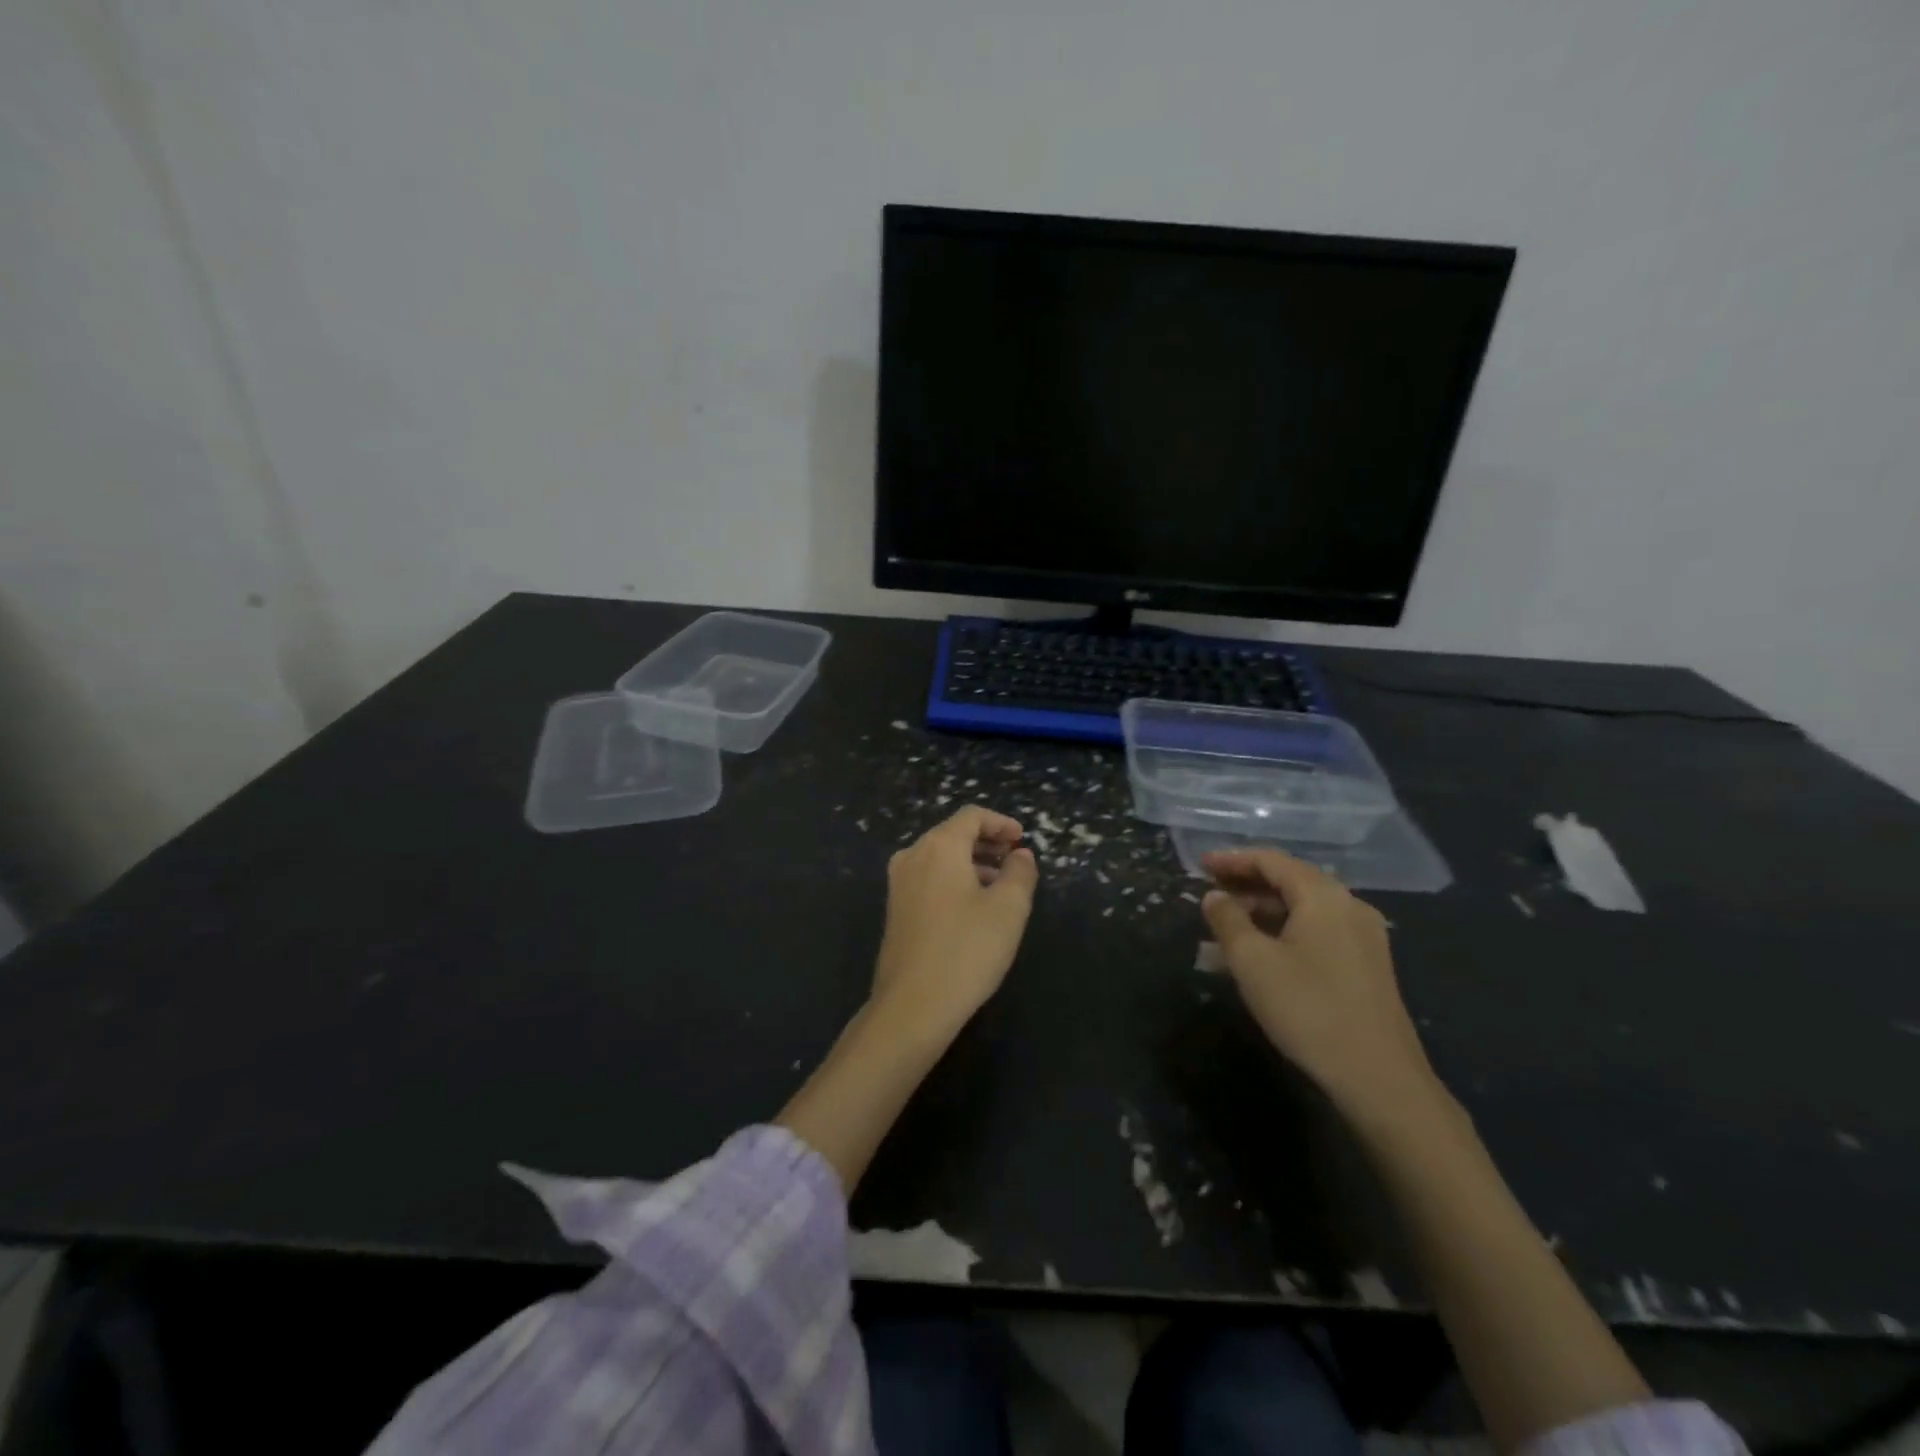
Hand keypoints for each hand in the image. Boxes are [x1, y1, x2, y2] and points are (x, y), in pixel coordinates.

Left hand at [872, 805, 1037, 1034]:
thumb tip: (1020, 854)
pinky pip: (928, 879)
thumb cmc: (967, 950)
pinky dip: (954, 880)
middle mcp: (913, 856)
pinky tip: (973, 908)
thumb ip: (1020, 872)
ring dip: (972, 864)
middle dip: (987, 843)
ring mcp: (898, 883)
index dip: (1001, 822)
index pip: (972, 816)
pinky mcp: (895, 909)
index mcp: (939, 846)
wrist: (912, 1006)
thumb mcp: (1009, 909)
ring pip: (940, 858)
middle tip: (1015, 861)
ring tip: (1000, 887)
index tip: (1022, 839)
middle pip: (953, 834)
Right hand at [1201, 848, 1436, 1121]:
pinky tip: (1260, 953)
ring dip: (1262, 911)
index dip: (1232, 859)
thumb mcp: (1252, 961)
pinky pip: (1317, 932)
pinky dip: (1283, 931)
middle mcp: (1349, 906)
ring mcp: (1364, 937)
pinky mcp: (1367, 966)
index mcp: (1323, 896)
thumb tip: (1214, 896)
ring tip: (1225, 926)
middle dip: (1246, 884)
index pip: (1272, 860)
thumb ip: (1227, 920)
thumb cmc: (1308, 1008)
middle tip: (1209, 892)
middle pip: (1291, 880)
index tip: (1200, 865)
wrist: (1378, 1077)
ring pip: (1304, 909)